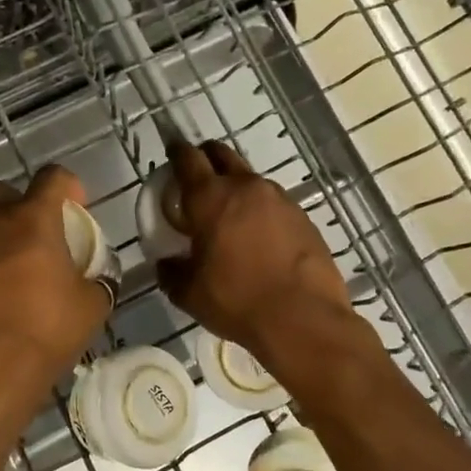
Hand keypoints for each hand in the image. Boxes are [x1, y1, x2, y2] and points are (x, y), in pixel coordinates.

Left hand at [0, 165, 111, 427]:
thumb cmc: (45, 331)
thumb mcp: (91, 306)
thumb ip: (96, 281)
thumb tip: (97, 278)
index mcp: (32, 219)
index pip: (52, 177)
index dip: (67, 186)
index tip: (75, 206)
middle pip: (1, 192)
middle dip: (17, 205)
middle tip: (33, 237)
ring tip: (6, 275)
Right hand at [156, 141, 355, 362]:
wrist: (303, 319)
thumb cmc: (237, 300)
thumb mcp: (189, 293)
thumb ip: (171, 272)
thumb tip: (167, 263)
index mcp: (210, 198)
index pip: (187, 158)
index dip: (176, 151)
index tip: (172, 152)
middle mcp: (245, 187)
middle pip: (221, 154)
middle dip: (207, 157)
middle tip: (198, 177)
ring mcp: (279, 199)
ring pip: (250, 180)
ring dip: (236, 188)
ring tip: (230, 216)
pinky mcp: (303, 217)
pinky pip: (274, 204)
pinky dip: (261, 212)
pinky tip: (260, 239)